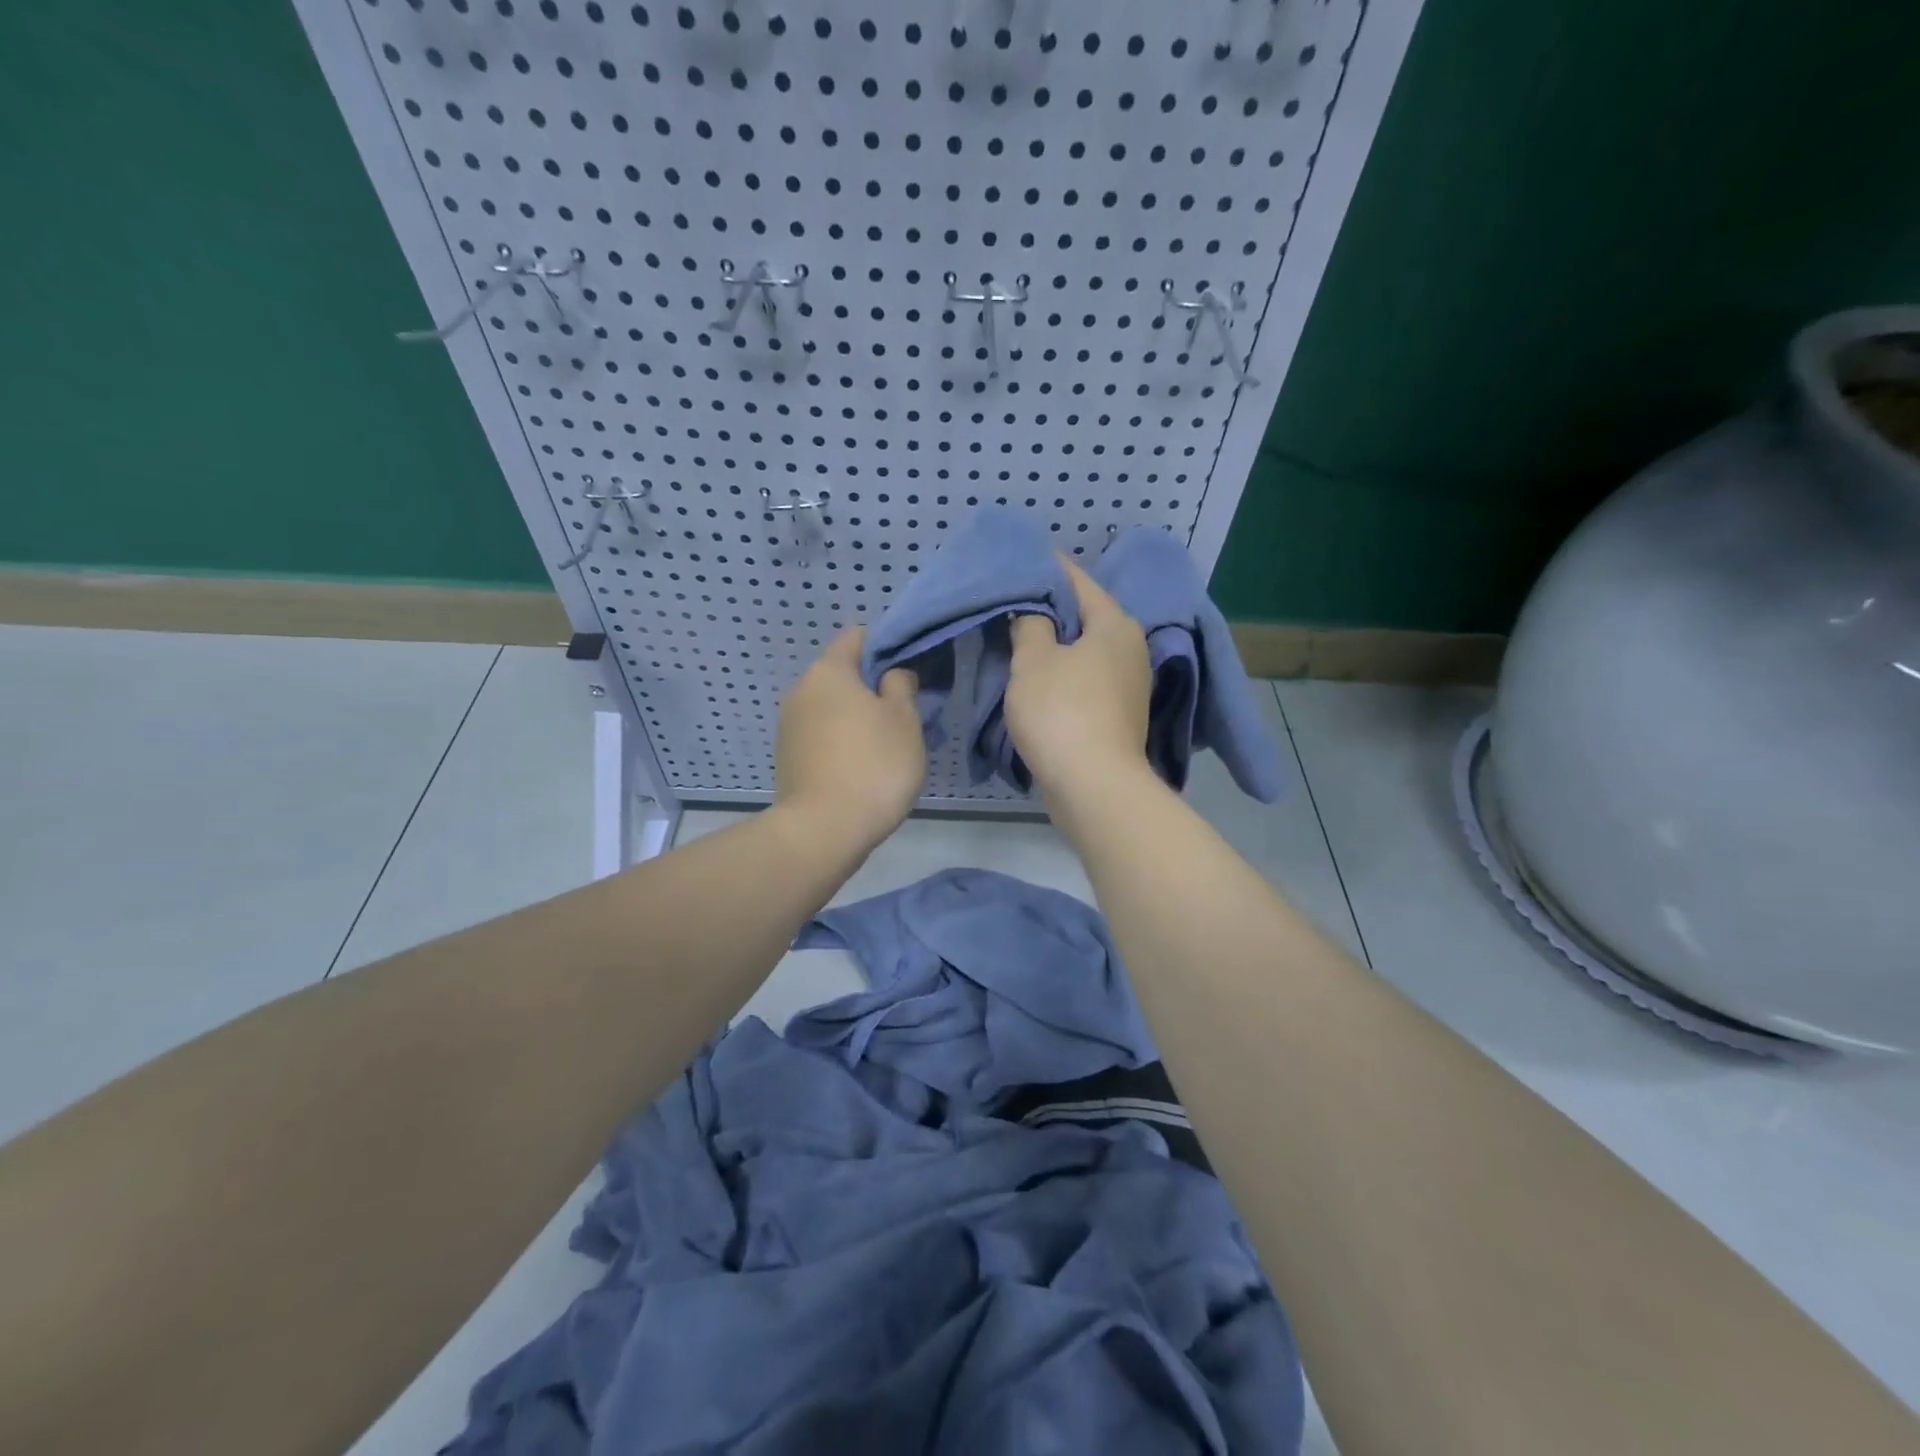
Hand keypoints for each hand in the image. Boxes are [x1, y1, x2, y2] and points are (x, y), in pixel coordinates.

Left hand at [774, 628, 924, 855]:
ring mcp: (789, 726)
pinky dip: (841, 742)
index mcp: (829, 671)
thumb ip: (901, 685)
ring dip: (856, 718)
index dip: (886, 646)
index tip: (909, 672)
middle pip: (843, 674)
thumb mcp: (904, 720)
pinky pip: (821, 736)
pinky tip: (861, 768)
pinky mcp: (787, 758)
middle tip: (904, 714)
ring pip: (831, 708)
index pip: (857, 637)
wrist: (823, 830)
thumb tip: (891, 675)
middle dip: (872, 688)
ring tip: (885, 747)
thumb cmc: (873, 765)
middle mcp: (801, 690)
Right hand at [1005, 558, 1152, 801]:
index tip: (1023, 555)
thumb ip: (1030, 625)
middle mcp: (1130, 648)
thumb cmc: (1062, 712)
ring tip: (1018, 638)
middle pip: (1084, 617)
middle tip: (1012, 600)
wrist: (1094, 786)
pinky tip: (1038, 678)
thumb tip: (1034, 612)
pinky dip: (1064, 674)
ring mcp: (1129, 685)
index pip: (1078, 581)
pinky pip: (1086, 680)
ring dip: (1055, 645)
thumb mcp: (1033, 661)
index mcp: (1114, 624)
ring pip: (1085, 651)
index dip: (1048, 567)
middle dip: (1050, 609)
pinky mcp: (1119, 716)